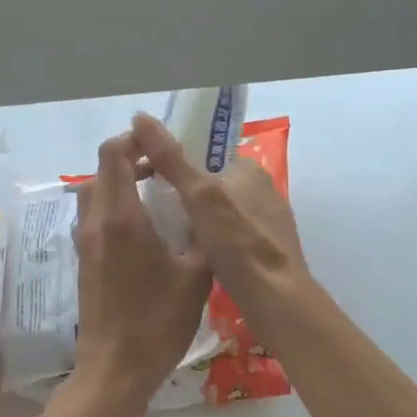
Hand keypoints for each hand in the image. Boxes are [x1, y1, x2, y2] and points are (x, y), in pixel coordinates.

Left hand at [70, 131, 212, 401]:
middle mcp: (97, 223)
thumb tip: (212, 212)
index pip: (114, 155)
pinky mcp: (84, 261)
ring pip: (94, 195)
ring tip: (154, 194)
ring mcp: (86, 243)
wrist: (116, 368)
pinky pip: (95, 217)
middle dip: (129, 160)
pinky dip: (114, 207)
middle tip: (162, 168)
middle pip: (101, 171)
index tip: (158, 143)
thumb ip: (204, 237)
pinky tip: (143, 227)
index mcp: (122, 218)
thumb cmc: (158, 321)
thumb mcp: (196, 277)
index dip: (134, 140)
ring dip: (119, 184)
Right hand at [131, 113, 305, 307]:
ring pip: (220, 214)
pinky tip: (193, 258)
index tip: (146, 179)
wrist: (276, 299)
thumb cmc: (238, 242)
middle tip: (151, 212)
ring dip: (196, 222)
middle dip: (183, 196)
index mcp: (250, 169)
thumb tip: (141, 116)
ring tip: (166, 236)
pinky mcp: (267, 251)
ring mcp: (267, 223)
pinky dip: (211, 243)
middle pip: (211, 185)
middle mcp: (263, 191)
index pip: (205, 155)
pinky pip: (230, 238)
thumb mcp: (199, 196)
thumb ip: (171, 159)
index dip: (175, 164)